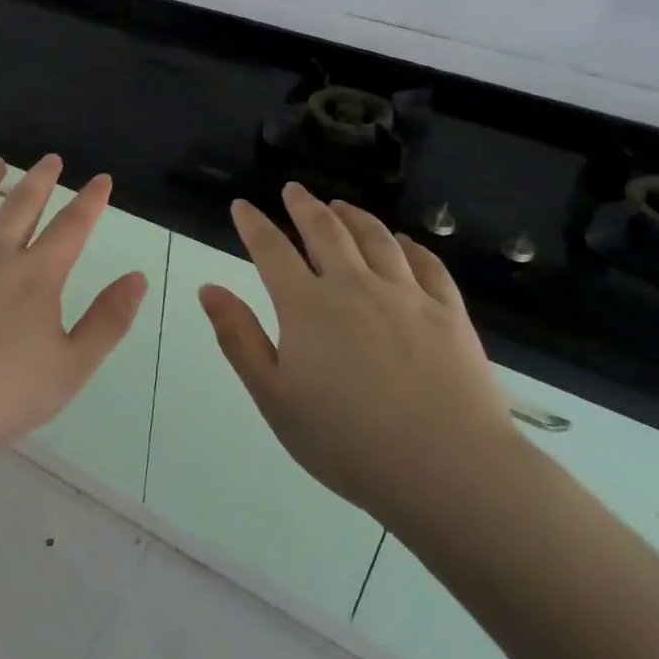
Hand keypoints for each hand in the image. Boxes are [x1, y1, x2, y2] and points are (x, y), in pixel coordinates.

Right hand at [199, 184, 518, 520]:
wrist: (447, 468)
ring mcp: (406, 295)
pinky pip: (427, 265)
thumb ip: (239, 338)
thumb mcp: (274, 397)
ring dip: (354, 216)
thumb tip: (209, 289)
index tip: (242, 206)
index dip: (254, 224)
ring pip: (376, 239)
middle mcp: (354, 286)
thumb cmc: (347, 441)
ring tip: (341, 206)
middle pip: (325, 231)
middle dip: (304, 206)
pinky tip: (405, 242)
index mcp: (307, 306)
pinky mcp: (448, 313)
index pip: (272, 249)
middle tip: (293, 190)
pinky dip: (411, 246)